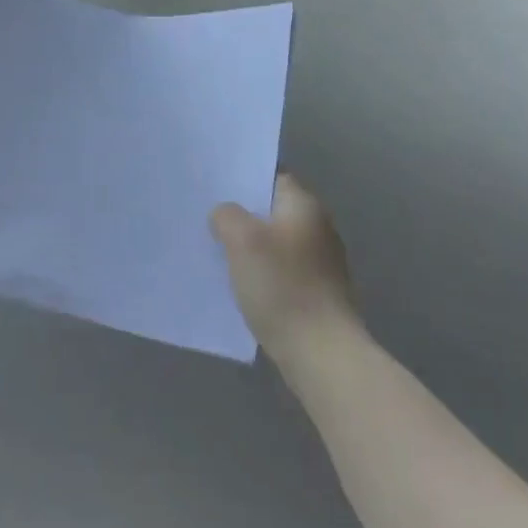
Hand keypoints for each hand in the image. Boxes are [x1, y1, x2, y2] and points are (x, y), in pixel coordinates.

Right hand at [211, 174, 361, 359]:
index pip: (273, 176)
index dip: (244, 177)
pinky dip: (261, 272)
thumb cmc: (282, 286)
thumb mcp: (242, 239)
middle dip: (242, 213)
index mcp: (304, 206)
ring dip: (250, 245)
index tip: (215, 184)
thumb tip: (225, 214)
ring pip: (275, 241)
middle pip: (273, 210)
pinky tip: (238, 282)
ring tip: (215, 248)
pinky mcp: (316, 292)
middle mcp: (318, 227)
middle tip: (206, 215)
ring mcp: (320, 262)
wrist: (321, 352)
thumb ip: (227, 215)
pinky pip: (280, 270)